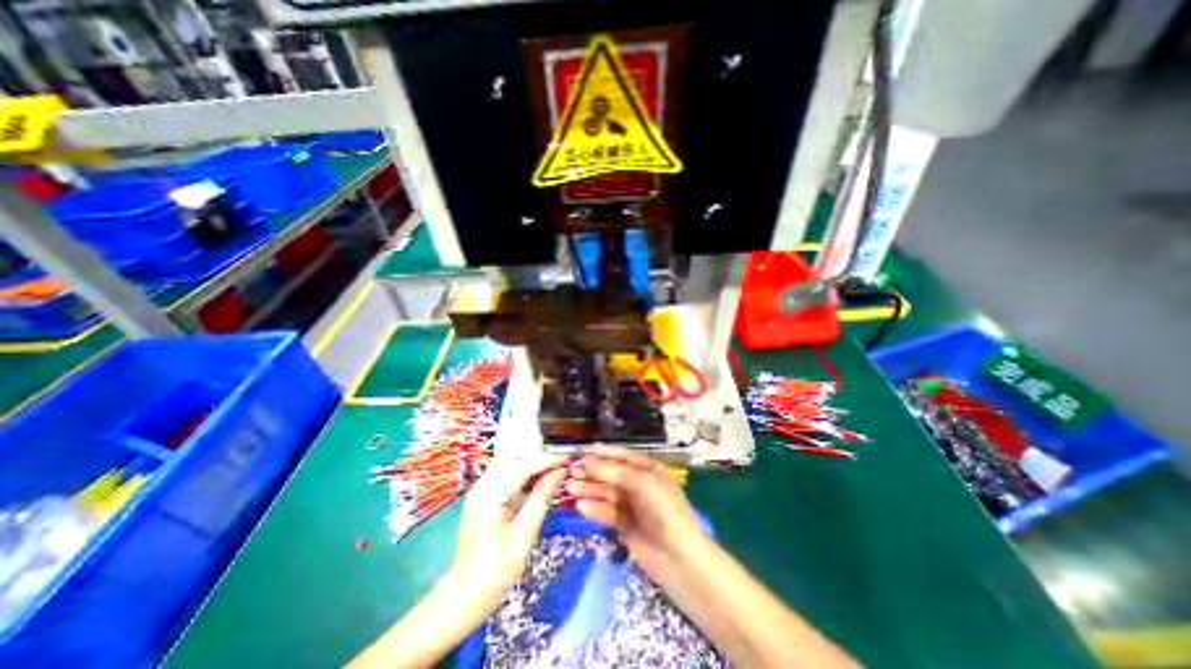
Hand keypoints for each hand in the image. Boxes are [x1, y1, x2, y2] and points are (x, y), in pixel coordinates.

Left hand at [446, 452, 565, 609]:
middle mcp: (480, 488)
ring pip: (508, 465)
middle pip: (514, 461)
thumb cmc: (495, 572)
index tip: (567, 460)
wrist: (463, 596)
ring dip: (530, 467)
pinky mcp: (480, 496)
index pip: (522, 467)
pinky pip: (503, 475)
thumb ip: (541, 500)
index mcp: (489, 497)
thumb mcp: (523, 537)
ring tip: (551, 475)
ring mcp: (478, 491)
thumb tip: (559, 473)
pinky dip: (520, 474)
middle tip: (560, 469)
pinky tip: (534, 484)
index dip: (546, 461)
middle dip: (538, 462)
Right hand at [566, 447, 704, 581]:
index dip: (601, 454)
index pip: (621, 457)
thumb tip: (586, 459)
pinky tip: (581, 506)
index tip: (580, 452)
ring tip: (569, 488)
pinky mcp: (625, 525)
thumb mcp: (642, 484)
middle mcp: (639, 484)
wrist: (679, 559)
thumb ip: (613, 472)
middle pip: (610, 475)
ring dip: (589, 489)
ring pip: (606, 493)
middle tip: (569, 472)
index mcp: (648, 469)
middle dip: (591, 472)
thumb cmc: (664, 511)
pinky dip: (594, 508)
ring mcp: (632, 505)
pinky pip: (606, 512)